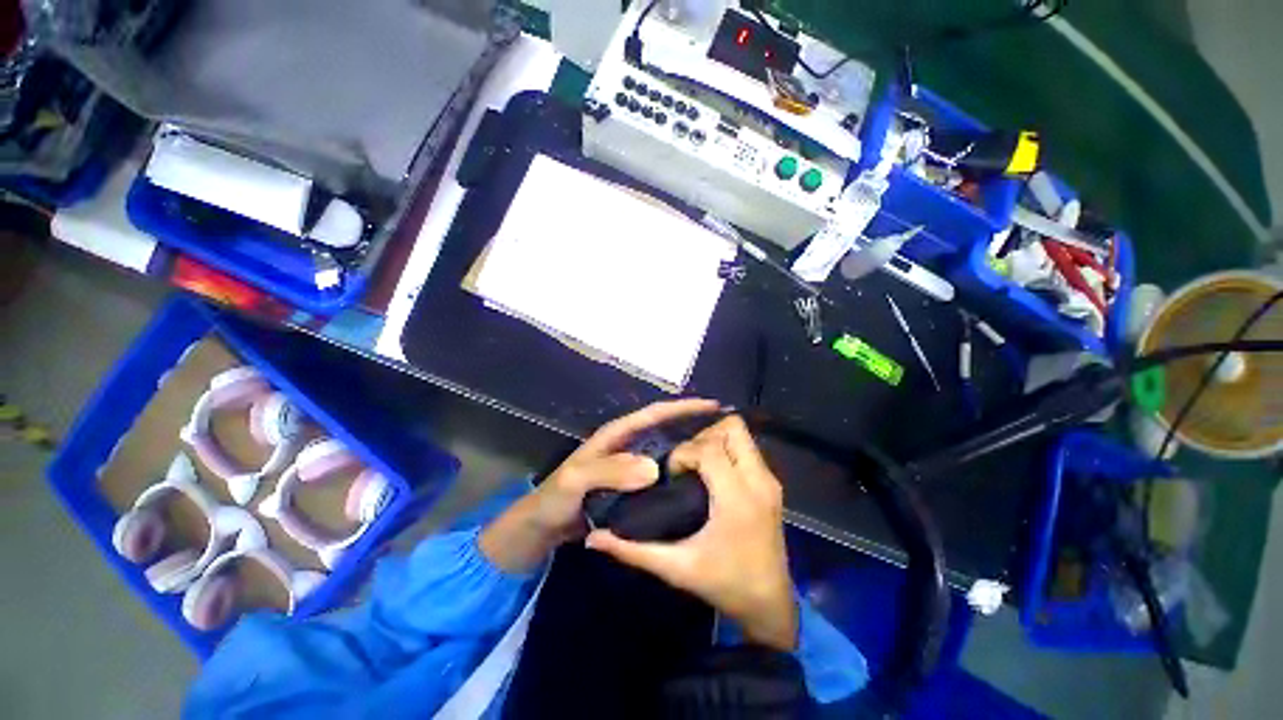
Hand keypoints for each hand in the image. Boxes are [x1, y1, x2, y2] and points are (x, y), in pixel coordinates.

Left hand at [479, 398, 720, 571]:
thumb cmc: (555, 499)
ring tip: (718, 452)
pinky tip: (695, 482)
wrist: (543, 528)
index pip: (653, 414)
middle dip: (691, 424)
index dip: (681, 408)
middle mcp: (626, 446)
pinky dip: (676, 473)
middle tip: (723, 429)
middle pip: (664, 428)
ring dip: (687, 448)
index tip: (711, 405)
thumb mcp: (575, 481)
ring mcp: (629, 467)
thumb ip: (609, 472)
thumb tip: (653, 469)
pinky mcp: (631, 486)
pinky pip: (659, 475)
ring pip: (664, 451)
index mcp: (615, 436)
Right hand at [585, 415, 798, 650]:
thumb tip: (594, 538)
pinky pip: (748, 449)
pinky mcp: (773, 484)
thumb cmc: (725, 585)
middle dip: (702, 436)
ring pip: (742, 434)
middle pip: (731, 428)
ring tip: (696, 463)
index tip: (671, 475)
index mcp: (737, 498)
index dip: (683, 454)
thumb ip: (634, 551)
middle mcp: (758, 481)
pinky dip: (727, 449)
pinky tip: (711, 471)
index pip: (708, 449)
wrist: (770, 605)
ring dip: (716, 440)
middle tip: (685, 460)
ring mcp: (770, 480)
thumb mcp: (676, 569)